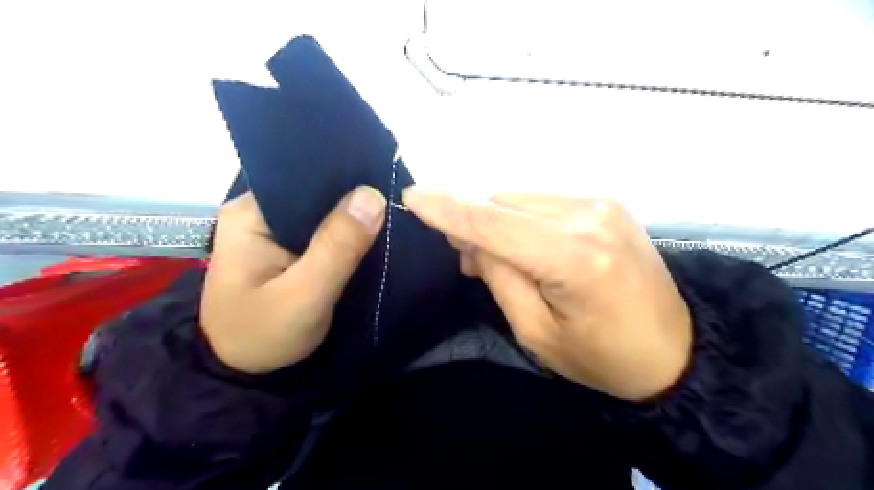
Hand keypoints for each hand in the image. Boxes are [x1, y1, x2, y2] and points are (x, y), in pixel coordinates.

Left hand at [203, 186, 386, 371]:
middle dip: (354, 199)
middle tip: (395, 202)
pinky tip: (373, 234)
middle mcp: (260, 213)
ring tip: (390, 213)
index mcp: (250, 214)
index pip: (305, 179)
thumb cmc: (264, 336)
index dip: (346, 179)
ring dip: (353, 218)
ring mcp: (275, 231)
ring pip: (324, 213)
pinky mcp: (290, 249)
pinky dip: (348, 235)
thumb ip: (337, 248)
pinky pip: (325, 232)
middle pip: (316, 194)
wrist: (245, 375)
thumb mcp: (303, 296)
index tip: (385, 182)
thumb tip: (372, 195)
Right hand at [407, 190, 694, 398]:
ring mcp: (602, 203)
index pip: (494, 223)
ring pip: (520, 198)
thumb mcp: (536, 332)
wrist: (675, 351)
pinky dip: (523, 218)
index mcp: (575, 257)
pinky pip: (543, 201)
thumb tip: (472, 240)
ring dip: (499, 221)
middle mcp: (589, 216)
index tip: (412, 197)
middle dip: (474, 223)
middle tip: (467, 260)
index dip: (449, 209)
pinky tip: (528, 244)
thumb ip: (500, 277)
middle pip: (504, 202)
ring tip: (502, 257)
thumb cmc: (601, 357)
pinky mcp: (607, 203)